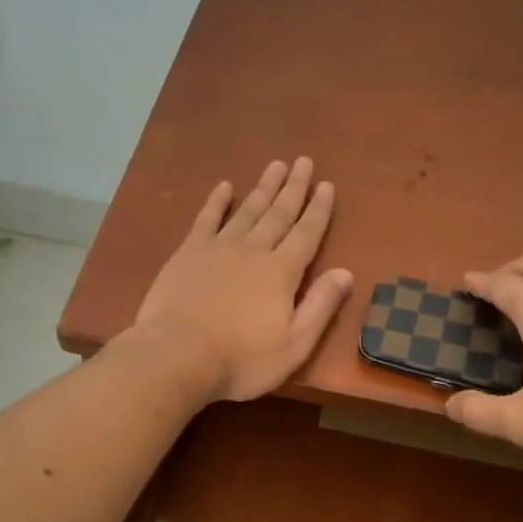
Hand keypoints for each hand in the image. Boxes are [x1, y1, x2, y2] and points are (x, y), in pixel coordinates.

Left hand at [131, 158, 353, 402]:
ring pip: (247, 210)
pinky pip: (207, 219)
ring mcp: (218, 248)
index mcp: (282, 272)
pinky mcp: (188, 253)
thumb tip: (345, 273)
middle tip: (304, 161)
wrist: (177, 356)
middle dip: (294, 188)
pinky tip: (225, 186)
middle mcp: (254, 250)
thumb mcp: (294, 345)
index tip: (327, 185)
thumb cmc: (241, 359)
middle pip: (278, 213)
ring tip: (276, 165)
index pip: (307, 234)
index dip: (319, 210)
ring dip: (263, 188)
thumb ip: (320, 306)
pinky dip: (217, 201)